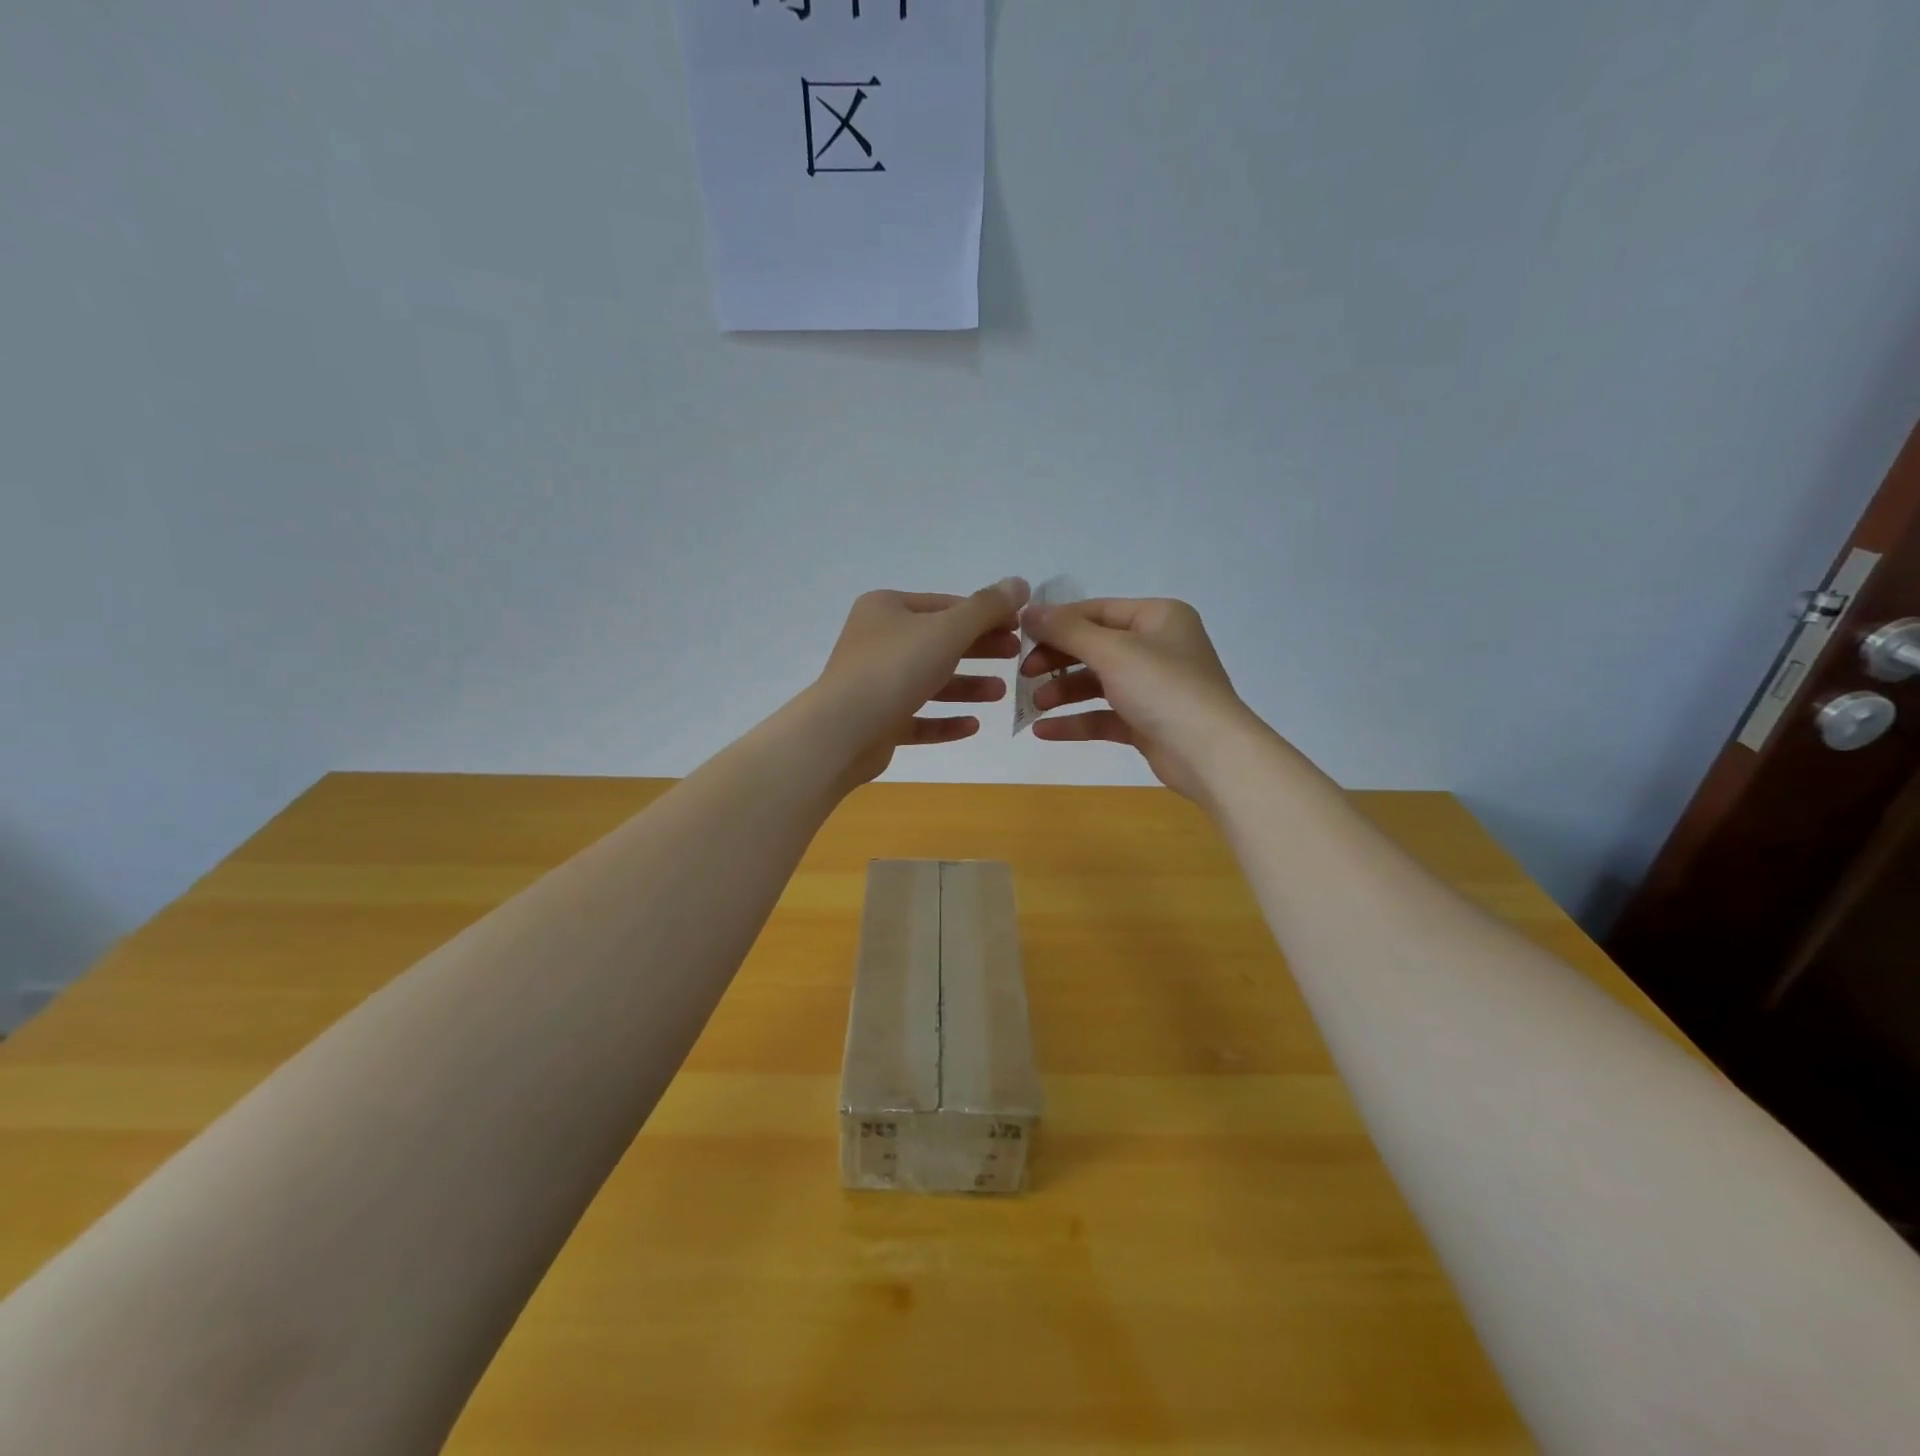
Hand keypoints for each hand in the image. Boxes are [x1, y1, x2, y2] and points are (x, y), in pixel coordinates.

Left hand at [808, 579, 1029, 788]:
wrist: (842, 731)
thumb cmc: (895, 669)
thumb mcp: (947, 630)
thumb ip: (986, 607)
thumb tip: (1019, 582)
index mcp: (887, 609)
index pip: (945, 605)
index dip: (985, 614)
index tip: (1019, 627)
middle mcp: (877, 641)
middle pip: (939, 642)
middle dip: (979, 650)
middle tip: (1016, 656)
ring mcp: (875, 683)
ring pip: (929, 681)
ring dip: (967, 686)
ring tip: (1001, 693)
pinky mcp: (877, 721)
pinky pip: (917, 717)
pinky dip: (945, 720)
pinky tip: (973, 725)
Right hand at [1019, 597, 1262, 802]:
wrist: (1211, 754)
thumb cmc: (1164, 688)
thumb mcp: (1112, 651)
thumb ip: (1066, 630)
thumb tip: (1027, 610)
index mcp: (1156, 617)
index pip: (1096, 611)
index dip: (1056, 623)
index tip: (1019, 637)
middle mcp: (1156, 647)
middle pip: (1094, 647)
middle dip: (1057, 661)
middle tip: (1023, 673)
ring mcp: (1152, 687)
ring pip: (1096, 682)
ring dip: (1063, 692)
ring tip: (1034, 704)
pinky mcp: (1146, 722)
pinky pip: (1103, 715)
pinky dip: (1076, 721)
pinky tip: (1044, 731)